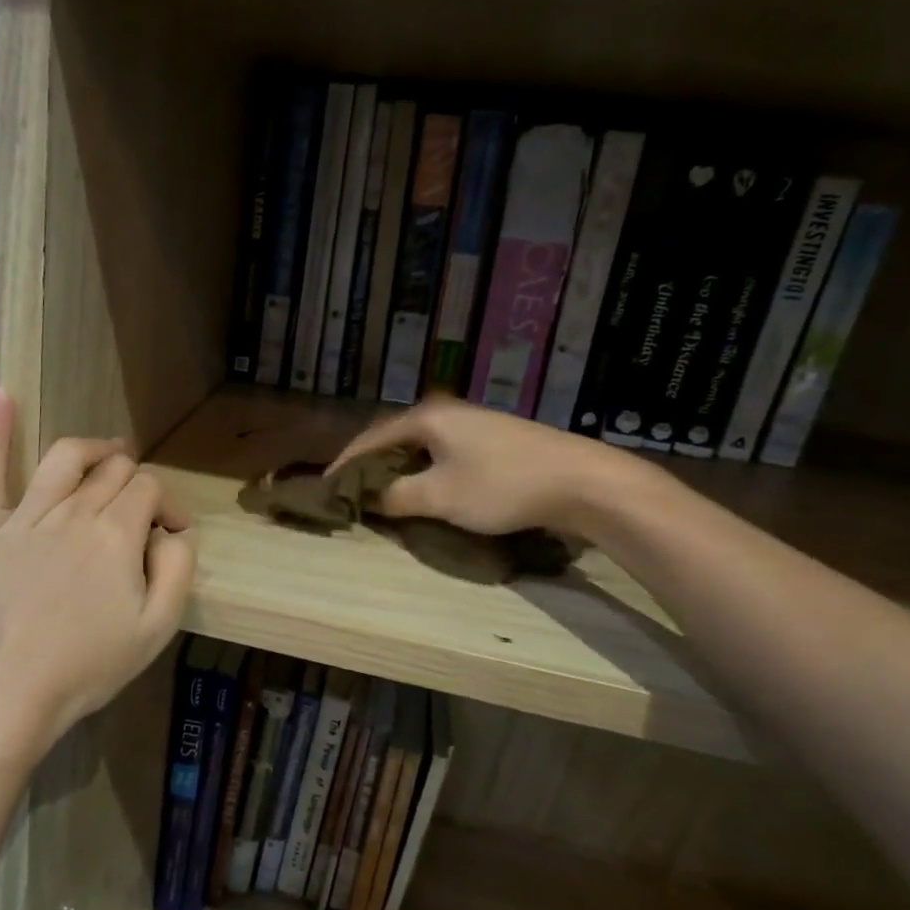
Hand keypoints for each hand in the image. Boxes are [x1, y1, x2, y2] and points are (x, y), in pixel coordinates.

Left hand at [0, 390, 196, 754]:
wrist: (9, 692)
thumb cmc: (89, 665)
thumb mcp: (158, 627)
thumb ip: (179, 568)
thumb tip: (174, 532)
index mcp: (118, 532)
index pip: (151, 489)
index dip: (169, 506)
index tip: (173, 534)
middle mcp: (75, 510)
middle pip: (114, 470)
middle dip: (136, 483)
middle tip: (141, 512)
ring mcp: (28, 514)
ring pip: (67, 457)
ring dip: (94, 450)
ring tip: (107, 455)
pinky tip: (1, 393)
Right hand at [327, 394, 631, 537]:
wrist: (583, 481)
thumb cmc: (502, 485)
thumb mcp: (440, 496)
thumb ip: (396, 496)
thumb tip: (371, 498)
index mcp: (426, 417)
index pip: (370, 439)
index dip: (345, 464)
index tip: (326, 488)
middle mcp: (446, 411)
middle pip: (394, 436)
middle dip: (370, 463)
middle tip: (352, 490)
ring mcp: (473, 423)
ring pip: (420, 445)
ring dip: (398, 467)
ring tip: (383, 491)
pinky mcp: (494, 438)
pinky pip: (442, 451)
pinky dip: (424, 468)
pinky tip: (426, 487)